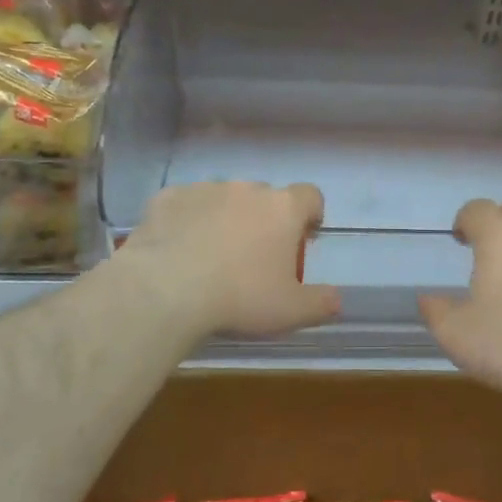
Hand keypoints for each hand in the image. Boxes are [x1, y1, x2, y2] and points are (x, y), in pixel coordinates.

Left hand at [118, 180, 339, 338]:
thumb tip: (336, 300)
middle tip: (255, 257)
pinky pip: (185, 205)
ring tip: (212, 255)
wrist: (165, 289)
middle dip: (264, 220)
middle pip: (265, 197)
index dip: (310, 214)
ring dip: (225, 218)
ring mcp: (204, 189)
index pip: (310, 196)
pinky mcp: (167, 198)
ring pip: (223, 199)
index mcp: (282, 209)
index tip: (304, 237)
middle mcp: (246, 189)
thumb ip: (321, 303)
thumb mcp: (291, 311)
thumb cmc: (240, 297)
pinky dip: (187, 221)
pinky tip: (178, 250)